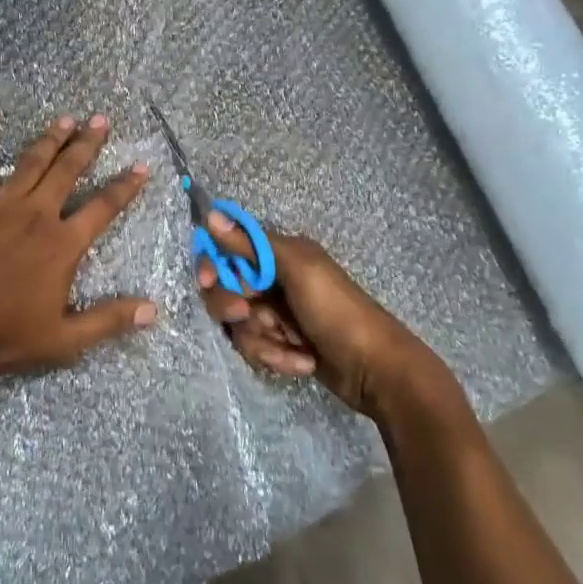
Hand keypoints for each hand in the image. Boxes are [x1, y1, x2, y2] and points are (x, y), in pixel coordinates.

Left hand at [0, 115, 154, 394]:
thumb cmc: (2, 335)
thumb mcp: (64, 339)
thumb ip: (108, 320)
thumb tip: (153, 310)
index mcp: (62, 244)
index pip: (104, 207)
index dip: (126, 187)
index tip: (142, 166)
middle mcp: (36, 214)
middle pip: (68, 171)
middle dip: (87, 144)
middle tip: (101, 120)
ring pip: (31, 162)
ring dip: (50, 138)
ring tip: (66, 118)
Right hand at [197, 216, 447, 417]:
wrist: (375, 371)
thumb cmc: (337, 311)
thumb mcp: (297, 270)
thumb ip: (251, 243)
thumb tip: (211, 213)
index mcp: (279, 254)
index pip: (227, 251)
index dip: (212, 266)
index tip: (207, 281)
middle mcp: (273, 281)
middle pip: (224, 290)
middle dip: (234, 308)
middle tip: (249, 315)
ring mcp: (277, 315)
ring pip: (238, 325)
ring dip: (261, 341)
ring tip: (291, 349)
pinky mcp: (280, 344)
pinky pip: (255, 348)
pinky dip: (274, 357)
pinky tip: (301, 362)